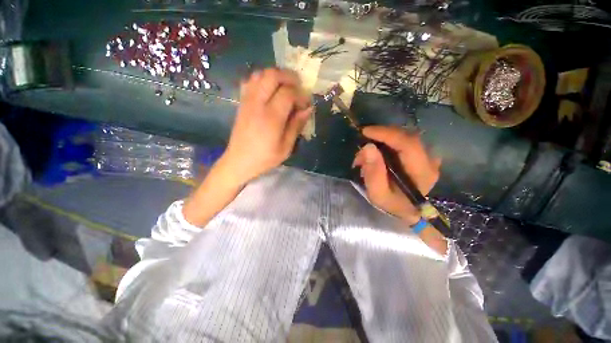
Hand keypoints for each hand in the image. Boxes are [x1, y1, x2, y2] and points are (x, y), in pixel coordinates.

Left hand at [220, 68, 312, 185]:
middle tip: (298, 87)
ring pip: (260, 74)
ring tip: (285, 87)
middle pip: (272, 75)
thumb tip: (308, 109)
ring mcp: (247, 101)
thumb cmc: (265, 158)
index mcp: (271, 117)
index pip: (288, 93)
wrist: (239, 161)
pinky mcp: (242, 102)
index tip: (306, 104)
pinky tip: (270, 91)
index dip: (300, 95)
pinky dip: (263, 80)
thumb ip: (296, 126)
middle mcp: (257, 104)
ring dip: (276, 76)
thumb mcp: (286, 147)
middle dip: (289, 77)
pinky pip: (251, 81)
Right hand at [352, 126, 440, 224]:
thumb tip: (368, 147)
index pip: (408, 144)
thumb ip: (373, 173)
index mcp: (422, 172)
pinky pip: (404, 140)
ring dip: (383, 138)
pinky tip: (378, 150)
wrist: (406, 209)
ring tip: (367, 152)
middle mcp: (430, 160)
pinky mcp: (422, 154)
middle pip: (406, 136)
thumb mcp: (378, 194)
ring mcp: (428, 156)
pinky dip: (389, 141)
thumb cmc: (392, 204)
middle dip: (381, 136)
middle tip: (362, 145)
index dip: (386, 134)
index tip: (365, 132)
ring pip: (404, 136)